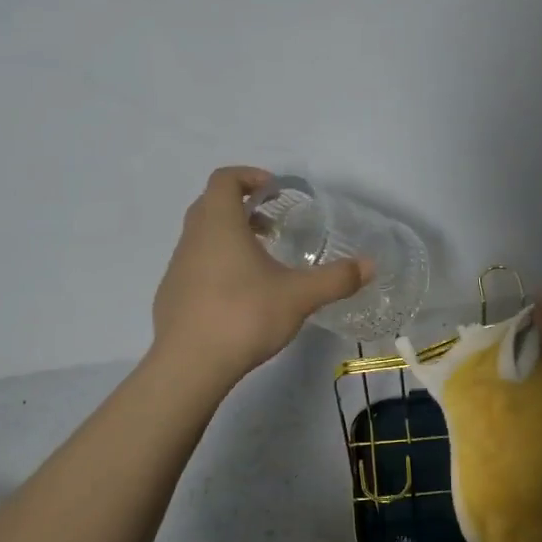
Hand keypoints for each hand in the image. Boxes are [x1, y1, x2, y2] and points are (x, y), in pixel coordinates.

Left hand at [150, 167, 371, 384]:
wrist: (188, 365)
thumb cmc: (243, 315)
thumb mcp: (298, 296)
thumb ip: (336, 279)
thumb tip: (370, 266)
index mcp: (219, 223)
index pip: (225, 179)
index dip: (249, 176)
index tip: (275, 191)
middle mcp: (193, 237)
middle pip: (212, 205)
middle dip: (243, 208)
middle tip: (273, 225)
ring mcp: (177, 267)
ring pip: (202, 237)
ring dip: (229, 238)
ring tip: (261, 263)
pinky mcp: (171, 295)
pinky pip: (195, 266)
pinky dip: (217, 266)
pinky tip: (239, 296)